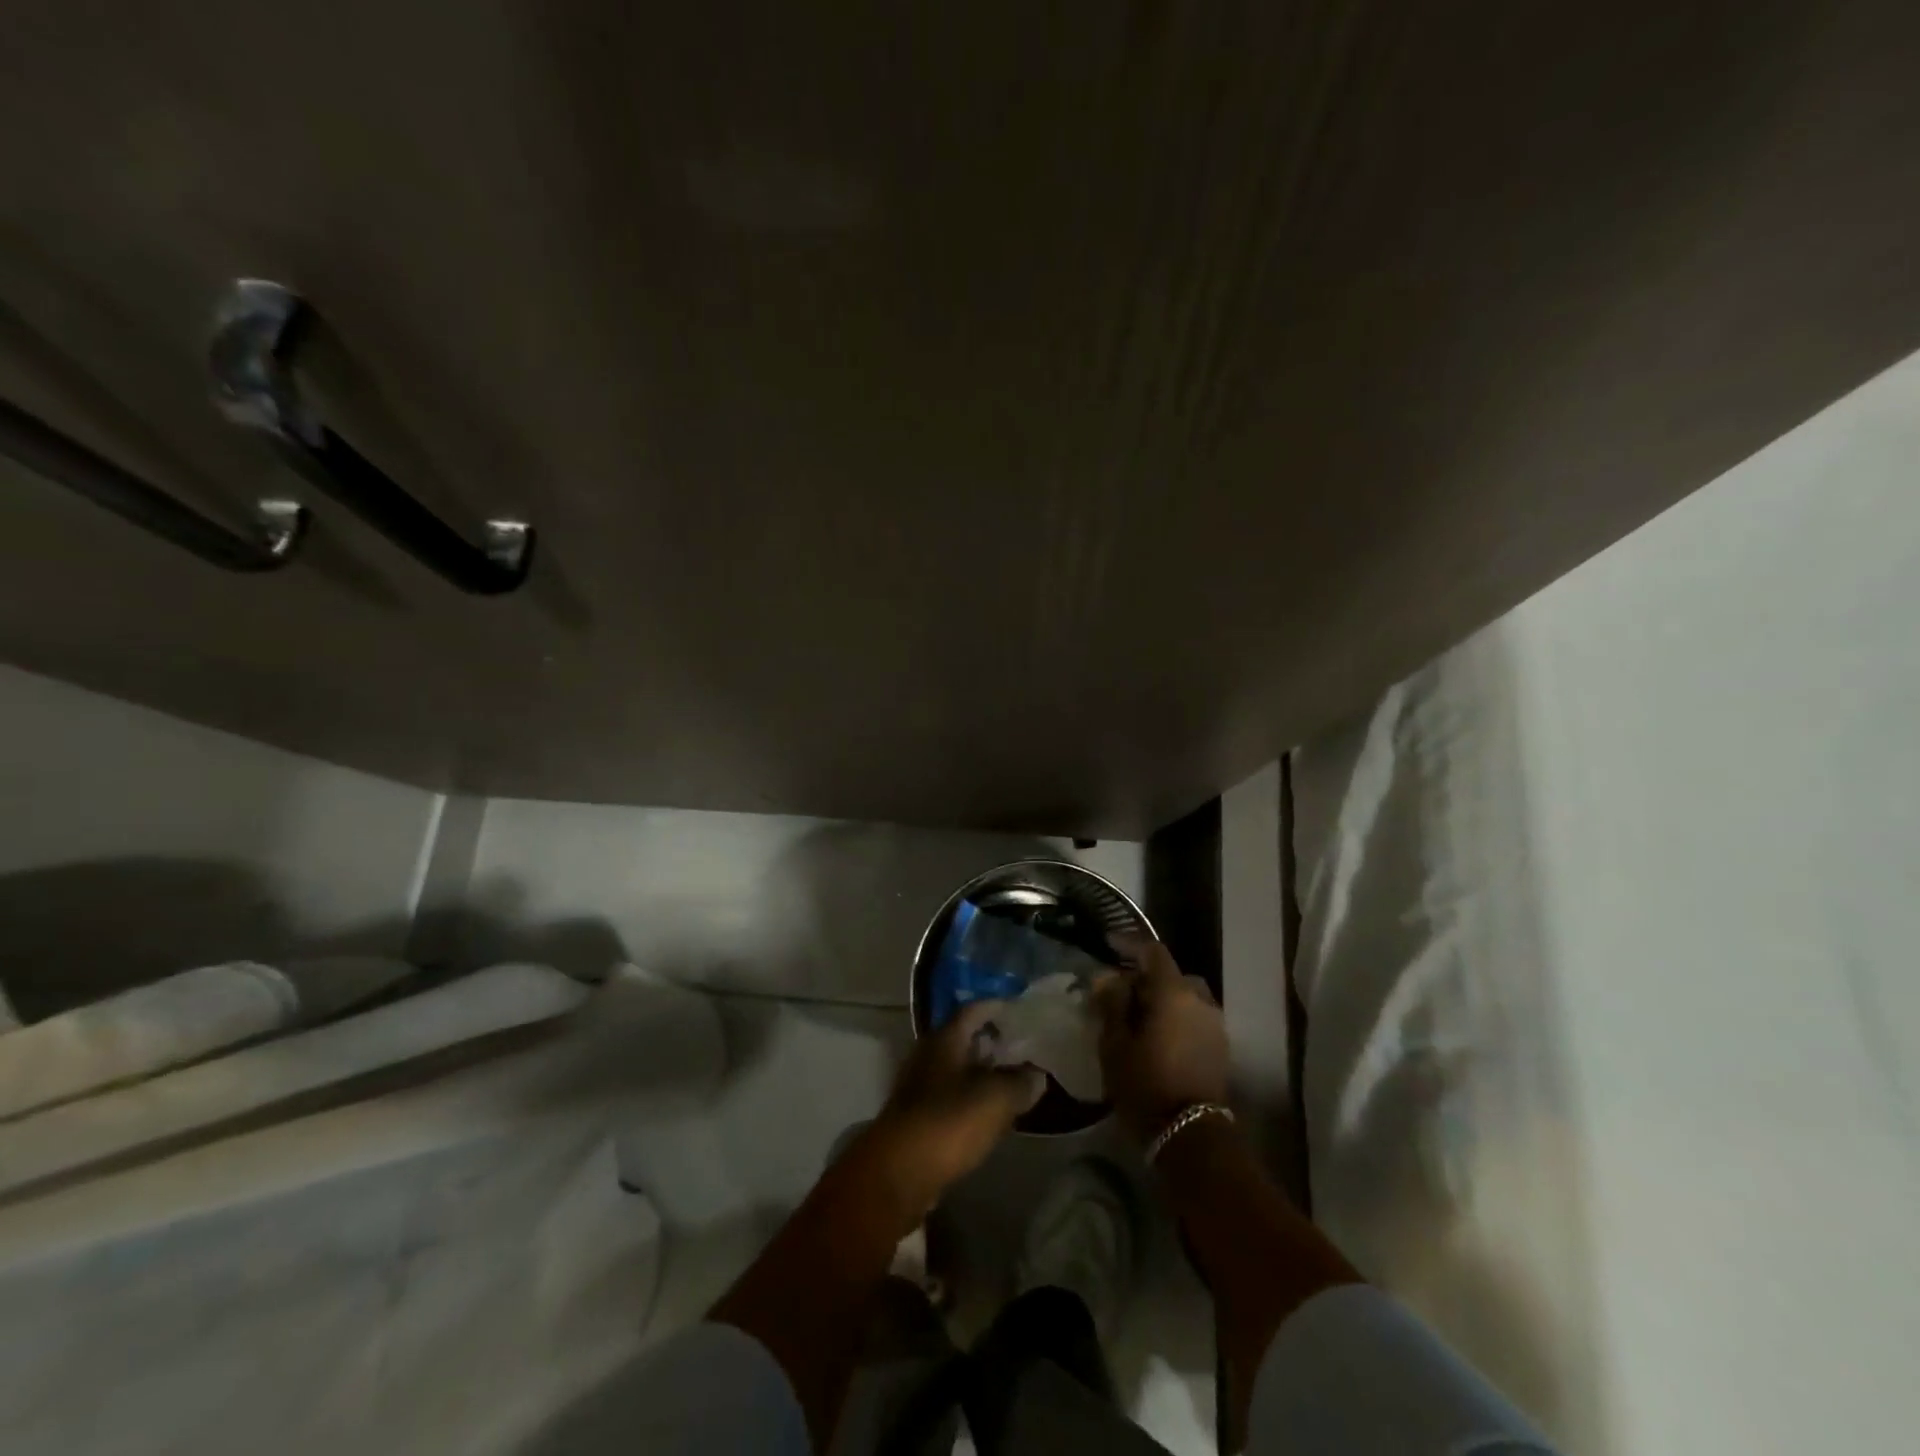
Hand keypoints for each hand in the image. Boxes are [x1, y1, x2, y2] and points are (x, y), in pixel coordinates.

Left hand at [862, 1002, 1045, 1215]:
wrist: (899, 1172)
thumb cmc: (948, 1122)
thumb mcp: (996, 1099)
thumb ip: (1019, 1084)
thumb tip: (1036, 1076)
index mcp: (945, 1039)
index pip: (972, 1010)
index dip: (996, 1007)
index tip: (1018, 1008)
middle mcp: (928, 1055)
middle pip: (963, 1039)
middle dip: (991, 1041)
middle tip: (1021, 1047)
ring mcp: (919, 1087)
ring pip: (956, 1070)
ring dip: (981, 1073)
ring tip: (1012, 1081)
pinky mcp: (917, 1119)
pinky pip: (950, 1098)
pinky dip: (971, 1099)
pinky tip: (989, 1113)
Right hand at [1093, 935, 1229, 1142]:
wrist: (1191, 1137)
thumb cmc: (1146, 1085)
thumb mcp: (1115, 1044)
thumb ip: (1112, 1004)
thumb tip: (1108, 978)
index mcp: (1174, 993)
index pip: (1153, 952)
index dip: (1129, 944)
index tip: (1108, 943)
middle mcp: (1201, 1000)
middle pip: (1171, 975)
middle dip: (1146, 977)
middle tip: (1120, 990)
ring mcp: (1215, 1024)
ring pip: (1185, 997)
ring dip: (1163, 999)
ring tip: (1137, 1015)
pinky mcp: (1220, 1047)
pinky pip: (1194, 1017)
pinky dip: (1176, 1017)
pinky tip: (1157, 1035)